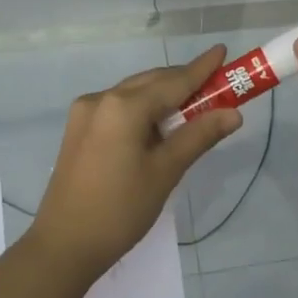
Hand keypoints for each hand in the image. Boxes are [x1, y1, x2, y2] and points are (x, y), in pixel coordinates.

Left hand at [26, 46, 241, 280]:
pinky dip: (143, 110)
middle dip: (184, 82)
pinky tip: (159, 125)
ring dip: (163, 96)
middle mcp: (101, 99)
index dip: (202, 68)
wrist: (64, 246)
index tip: (223, 51)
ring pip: (134, 94)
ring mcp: (85, 113)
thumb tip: (233, 113)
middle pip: (151, 82)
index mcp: (123, 106)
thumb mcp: (165, 172)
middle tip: (217, 86)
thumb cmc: (120, 210)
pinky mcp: (78, 130)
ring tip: (194, 107)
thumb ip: (198, 136)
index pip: (173, 81)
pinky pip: (118, 108)